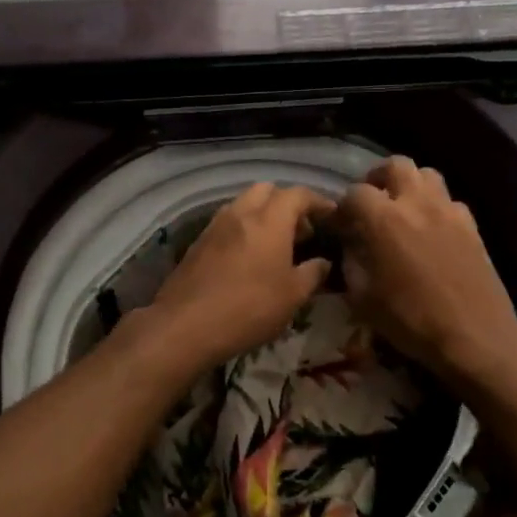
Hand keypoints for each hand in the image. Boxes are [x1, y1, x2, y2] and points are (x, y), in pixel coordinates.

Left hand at [138, 183, 335, 374]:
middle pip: (267, 190)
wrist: (185, 325)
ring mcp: (215, 226)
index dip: (318, 201)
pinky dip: (244, 228)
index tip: (331, 215)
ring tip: (276, 243)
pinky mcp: (198, 242)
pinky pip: (227, 222)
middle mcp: (241, 213)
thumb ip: (312, 273)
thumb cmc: (249, 308)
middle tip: (301, 230)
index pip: (298, 194)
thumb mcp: (293, 296)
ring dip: (263, 214)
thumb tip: (323, 262)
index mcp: (269, 220)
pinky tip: (249, 256)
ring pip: (244, 203)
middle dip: (287, 203)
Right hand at [335, 157, 516, 381]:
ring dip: (410, 185)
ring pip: (427, 174)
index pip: (355, 193)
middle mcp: (417, 203)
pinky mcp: (472, 225)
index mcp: (384, 219)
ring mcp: (449, 210)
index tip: (340, 225)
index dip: (343, 206)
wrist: (474, 335)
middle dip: (378, 178)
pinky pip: (450, 200)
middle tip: (372, 202)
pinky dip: (436, 206)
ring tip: (403, 209)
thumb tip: (350, 244)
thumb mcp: (363, 298)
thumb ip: (351, 262)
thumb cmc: (411, 320)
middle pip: (395, 165)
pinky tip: (432, 230)